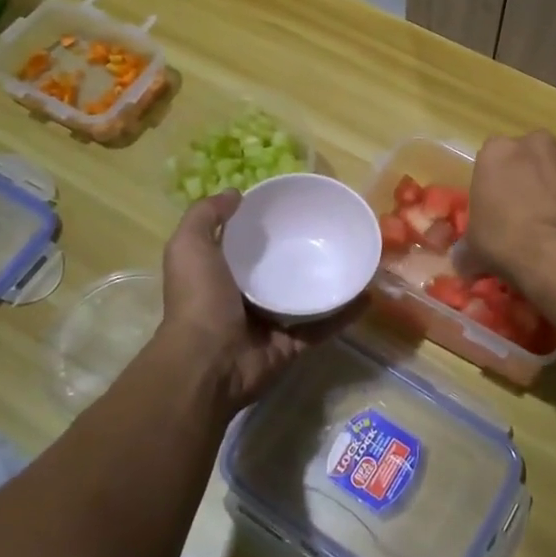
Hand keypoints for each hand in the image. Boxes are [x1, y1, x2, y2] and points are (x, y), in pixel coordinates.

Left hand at [155, 190, 356, 415]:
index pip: (245, 245)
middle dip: (299, 251)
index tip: (290, 207)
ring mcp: (271, 323)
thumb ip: (205, 216)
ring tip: (354, 257)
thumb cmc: (198, 300)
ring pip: (305, 296)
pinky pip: (324, 325)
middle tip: (330, 229)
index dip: (263, 226)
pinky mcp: (293, 344)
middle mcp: (245, 297)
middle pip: (278, 268)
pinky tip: (366, 295)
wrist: (208, 363)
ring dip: (327, 279)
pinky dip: (345, 313)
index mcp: (221, 274)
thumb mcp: (189, 247)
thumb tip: (235, 193)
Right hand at [468, 131, 555, 287]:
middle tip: (524, 214)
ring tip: (553, 222)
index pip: (490, 162)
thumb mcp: (474, 250)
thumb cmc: (507, 243)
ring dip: (553, 186)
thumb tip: (464, 260)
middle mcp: (534, 142)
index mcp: (496, 151)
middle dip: (525, 179)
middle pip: (526, 158)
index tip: (496, 211)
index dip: (493, 187)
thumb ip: (467, 248)